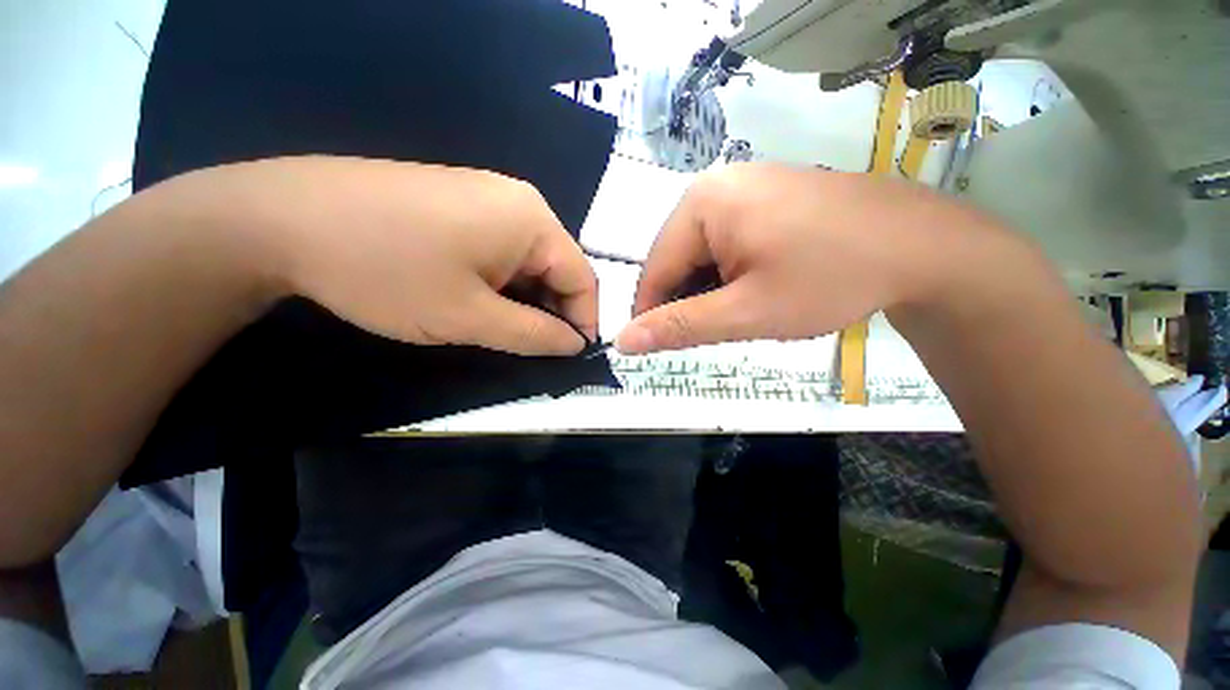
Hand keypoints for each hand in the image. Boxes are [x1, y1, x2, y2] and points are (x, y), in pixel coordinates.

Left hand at [191, 157, 597, 355]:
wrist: (282, 219)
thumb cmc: (387, 271)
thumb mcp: (470, 317)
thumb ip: (535, 335)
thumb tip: (575, 345)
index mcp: (533, 220)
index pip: (583, 278)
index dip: (585, 321)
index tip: (575, 357)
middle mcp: (519, 201)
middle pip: (558, 268)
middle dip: (554, 312)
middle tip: (538, 349)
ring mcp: (488, 197)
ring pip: (530, 261)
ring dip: (527, 300)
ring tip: (507, 329)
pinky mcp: (461, 202)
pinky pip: (503, 249)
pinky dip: (504, 282)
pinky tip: (481, 300)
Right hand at [616, 163, 1014, 354]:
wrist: (924, 248)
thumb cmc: (831, 279)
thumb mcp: (746, 312)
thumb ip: (679, 327)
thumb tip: (623, 341)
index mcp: (703, 203)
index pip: (654, 268)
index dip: (650, 312)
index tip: (657, 346)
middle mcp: (716, 184)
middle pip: (677, 258)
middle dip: (687, 299)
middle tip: (715, 330)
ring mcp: (744, 185)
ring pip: (700, 251)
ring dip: (709, 287)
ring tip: (741, 309)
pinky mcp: (765, 194)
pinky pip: (725, 239)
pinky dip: (728, 271)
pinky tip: (754, 286)